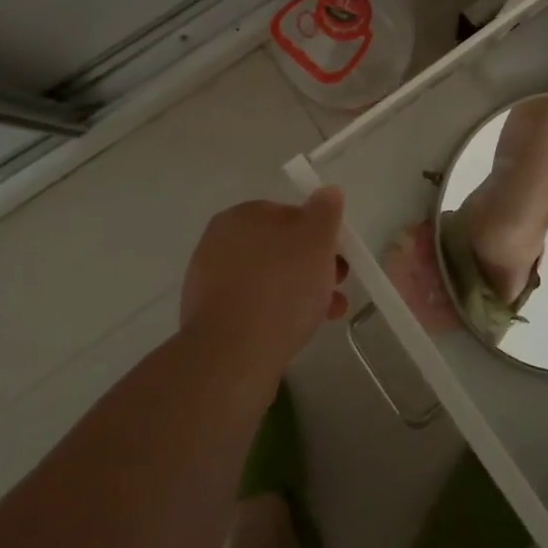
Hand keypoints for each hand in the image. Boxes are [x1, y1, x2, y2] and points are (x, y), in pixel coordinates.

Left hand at [181, 188, 349, 377]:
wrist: (232, 356)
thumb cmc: (280, 286)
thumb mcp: (316, 239)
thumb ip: (325, 211)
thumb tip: (327, 192)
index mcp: (240, 216)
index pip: (287, 214)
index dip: (318, 233)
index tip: (338, 256)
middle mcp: (218, 243)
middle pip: (279, 248)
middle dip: (312, 265)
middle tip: (337, 286)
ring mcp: (209, 283)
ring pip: (269, 280)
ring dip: (300, 292)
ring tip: (328, 315)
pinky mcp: (209, 319)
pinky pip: (253, 307)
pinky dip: (276, 313)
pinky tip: (296, 331)